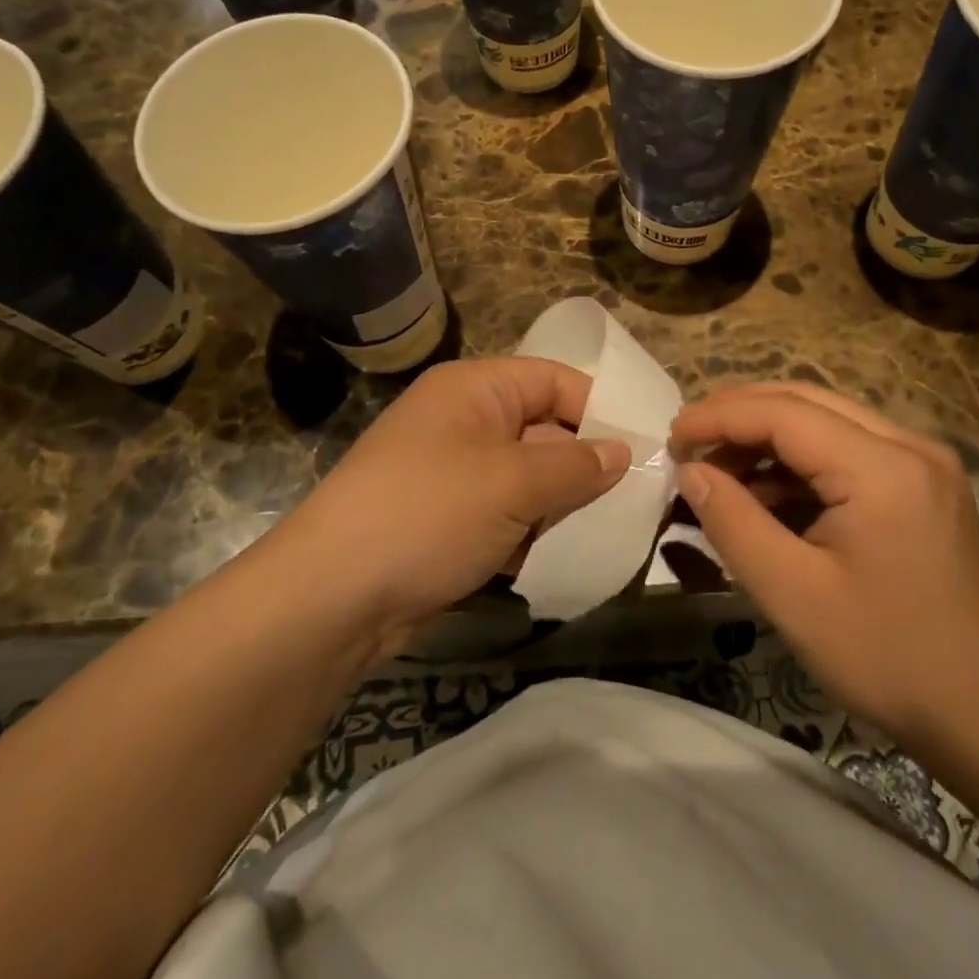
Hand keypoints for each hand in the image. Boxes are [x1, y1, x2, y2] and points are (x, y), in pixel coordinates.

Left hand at [281, 358, 629, 650]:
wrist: (332, 597)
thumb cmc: (429, 514)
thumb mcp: (513, 483)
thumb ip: (577, 465)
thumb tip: (623, 453)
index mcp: (474, 389)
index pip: (555, 380)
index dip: (601, 409)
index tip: (646, 449)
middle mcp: (463, 422)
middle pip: (544, 430)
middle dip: (587, 466)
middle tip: (638, 500)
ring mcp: (452, 474)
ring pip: (528, 479)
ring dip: (563, 506)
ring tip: (612, 533)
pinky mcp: (446, 521)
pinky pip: (505, 516)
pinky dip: (533, 534)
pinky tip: (564, 560)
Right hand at [669, 383, 978, 746]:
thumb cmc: (888, 658)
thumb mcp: (793, 594)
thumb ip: (733, 522)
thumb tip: (691, 472)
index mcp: (883, 467)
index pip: (784, 412)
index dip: (719, 416)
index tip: (671, 438)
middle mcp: (909, 446)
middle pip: (806, 402)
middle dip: (739, 416)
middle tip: (688, 445)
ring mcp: (922, 463)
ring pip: (826, 422)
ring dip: (767, 439)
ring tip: (718, 474)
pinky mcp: (923, 485)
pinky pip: (847, 451)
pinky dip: (799, 464)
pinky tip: (765, 496)